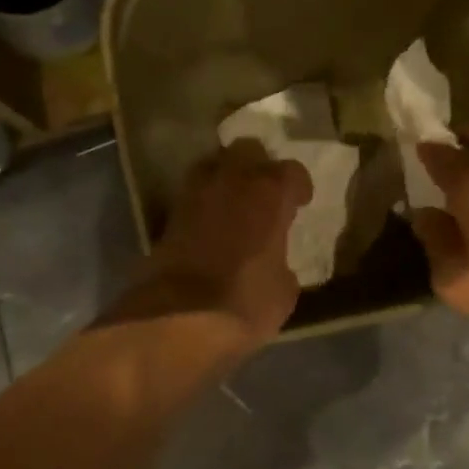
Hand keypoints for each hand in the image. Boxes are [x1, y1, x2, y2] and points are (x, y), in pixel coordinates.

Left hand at [113, 140, 313, 345]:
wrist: (179, 318)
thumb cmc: (246, 302)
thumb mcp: (283, 289)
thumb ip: (281, 261)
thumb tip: (274, 262)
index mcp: (269, 193)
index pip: (292, 171)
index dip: (298, 187)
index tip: (300, 203)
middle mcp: (232, 181)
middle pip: (247, 150)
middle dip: (258, 165)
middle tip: (264, 192)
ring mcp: (195, 194)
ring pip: (213, 164)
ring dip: (225, 177)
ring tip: (234, 202)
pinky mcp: (169, 215)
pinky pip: (192, 194)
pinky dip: (203, 203)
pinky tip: (210, 224)